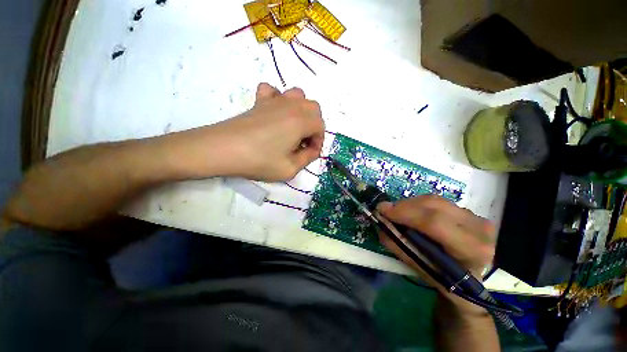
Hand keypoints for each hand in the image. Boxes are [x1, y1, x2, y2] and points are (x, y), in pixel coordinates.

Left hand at [166, 83, 324, 181]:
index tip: (310, 153)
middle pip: (313, 108)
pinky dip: (278, 98)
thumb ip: (307, 158)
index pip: (320, 126)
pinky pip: (272, 91)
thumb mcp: (290, 169)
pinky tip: (274, 112)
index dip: (318, 141)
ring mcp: (274, 101)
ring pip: (297, 95)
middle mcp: (291, 106)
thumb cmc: (259, 160)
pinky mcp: (259, 101)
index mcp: (301, 121)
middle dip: (314, 125)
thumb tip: (312, 150)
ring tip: (293, 126)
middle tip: (303, 142)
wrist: (224, 149)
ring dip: (301, 110)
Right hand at [377, 196, 495, 296]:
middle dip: (404, 205)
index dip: (405, 213)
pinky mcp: (468, 211)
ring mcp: (475, 216)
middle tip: (386, 210)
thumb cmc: (447, 280)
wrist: (473, 280)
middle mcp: (478, 228)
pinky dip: (418, 204)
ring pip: (434, 200)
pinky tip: (411, 213)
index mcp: (470, 249)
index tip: (382, 210)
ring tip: (397, 212)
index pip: (435, 223)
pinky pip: (437, 201)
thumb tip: (380, 223)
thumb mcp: (420, 269)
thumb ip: (398, 245)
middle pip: (433, 205)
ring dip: (410, 204)